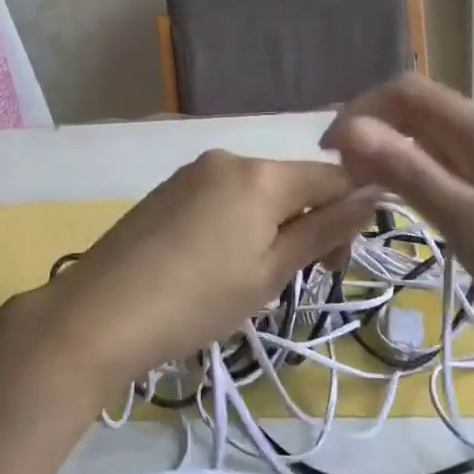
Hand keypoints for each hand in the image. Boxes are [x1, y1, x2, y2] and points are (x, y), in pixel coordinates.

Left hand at [18, 151, 375, 391]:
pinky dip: (237, 223)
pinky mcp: (167, 190)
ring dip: (271, 225)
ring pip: (256, 192)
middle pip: (291, 182)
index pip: (332, 176)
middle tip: (293, 279)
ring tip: (251, 278)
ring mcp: (192, 171)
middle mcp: (228, 158)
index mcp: (260, 174)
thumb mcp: (270, 272)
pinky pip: (222, 197)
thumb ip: (324, 230)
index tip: (337, 263)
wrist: (99, 315)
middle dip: (307, 223)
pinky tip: (216, 264)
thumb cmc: (197, 300)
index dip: (350, 213)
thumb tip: (374, 195)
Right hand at [320, 76, 473, 371]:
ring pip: (429, 136)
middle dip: (371, 131)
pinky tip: (404, 201)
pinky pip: (446, 160)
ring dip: (390, 152)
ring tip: (363, 191)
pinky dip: (414, 171)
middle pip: (416, 109)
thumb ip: (407, 172)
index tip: (328, 154)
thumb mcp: (466, 220)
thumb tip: (348, 129)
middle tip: (342, 180)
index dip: (359, 111)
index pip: (405, 92)